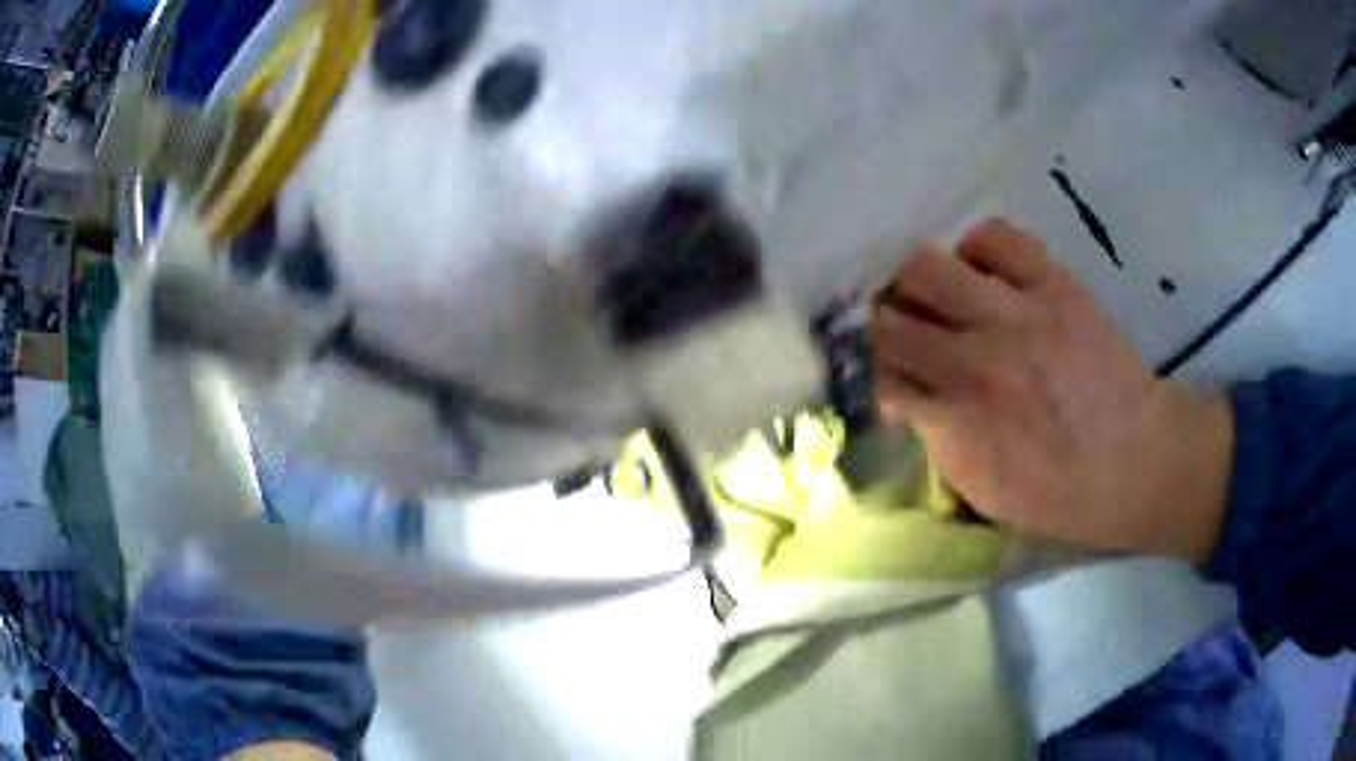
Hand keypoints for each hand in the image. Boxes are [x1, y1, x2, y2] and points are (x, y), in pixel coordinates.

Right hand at [869, 218, 1232, 561]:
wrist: (1135, 462)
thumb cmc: (1057, 492)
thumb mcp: (980, 488)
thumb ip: (935, 436)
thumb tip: (904, 396)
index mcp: (954, 419)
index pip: (874, 371)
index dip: (860, 365)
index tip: (863, 364)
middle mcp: (976, 358)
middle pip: (888, 314)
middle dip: (876, 320)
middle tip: (887, 326)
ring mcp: (1016, 312)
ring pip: (926, 266)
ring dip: (915, 281)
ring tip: (932, 294)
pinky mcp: (1053, 283)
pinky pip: (992, 236)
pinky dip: (975, 249)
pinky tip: (982, 274)